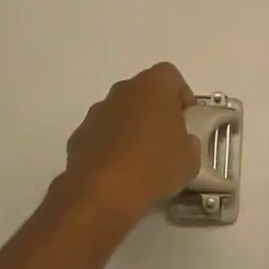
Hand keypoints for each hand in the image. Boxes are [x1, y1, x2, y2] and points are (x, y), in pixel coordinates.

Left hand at [60, 62, 201, 225]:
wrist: (101, 193)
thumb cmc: (154, 166)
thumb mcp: (189, 160)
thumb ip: (190, 144)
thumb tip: (183, 143)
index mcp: (153, 87)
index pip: (170, 75)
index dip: (181, 94)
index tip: (187, 119)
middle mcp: (122, 91)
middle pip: (143, 92)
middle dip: (155, 110)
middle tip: (167, 139)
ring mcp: (97, 112)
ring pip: (120, 112)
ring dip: (131, 128)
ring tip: (142, 160)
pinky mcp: (78, 136)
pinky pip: (101, 134)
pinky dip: (110, 146)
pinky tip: (118, 172)